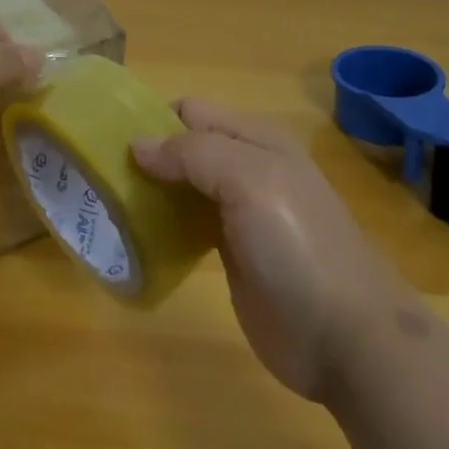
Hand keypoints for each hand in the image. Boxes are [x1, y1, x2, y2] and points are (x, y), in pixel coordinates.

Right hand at [133, 101, 395, 401]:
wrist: (347, 337)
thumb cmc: (298, 244)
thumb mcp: (249, 180)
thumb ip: (193, 153)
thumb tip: (137, 144)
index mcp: (255, 138)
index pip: (190, 111)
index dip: (153, 119)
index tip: (108, 141)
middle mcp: (245, 167)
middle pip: (183, 148)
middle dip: (146, 155)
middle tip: (101, 176)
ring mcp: (238, 212)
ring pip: (181, 186)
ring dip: (150, 190)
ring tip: (107, 203)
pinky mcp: (229, 252)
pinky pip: (186, 225)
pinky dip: (161, 224)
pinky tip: (135, 236)